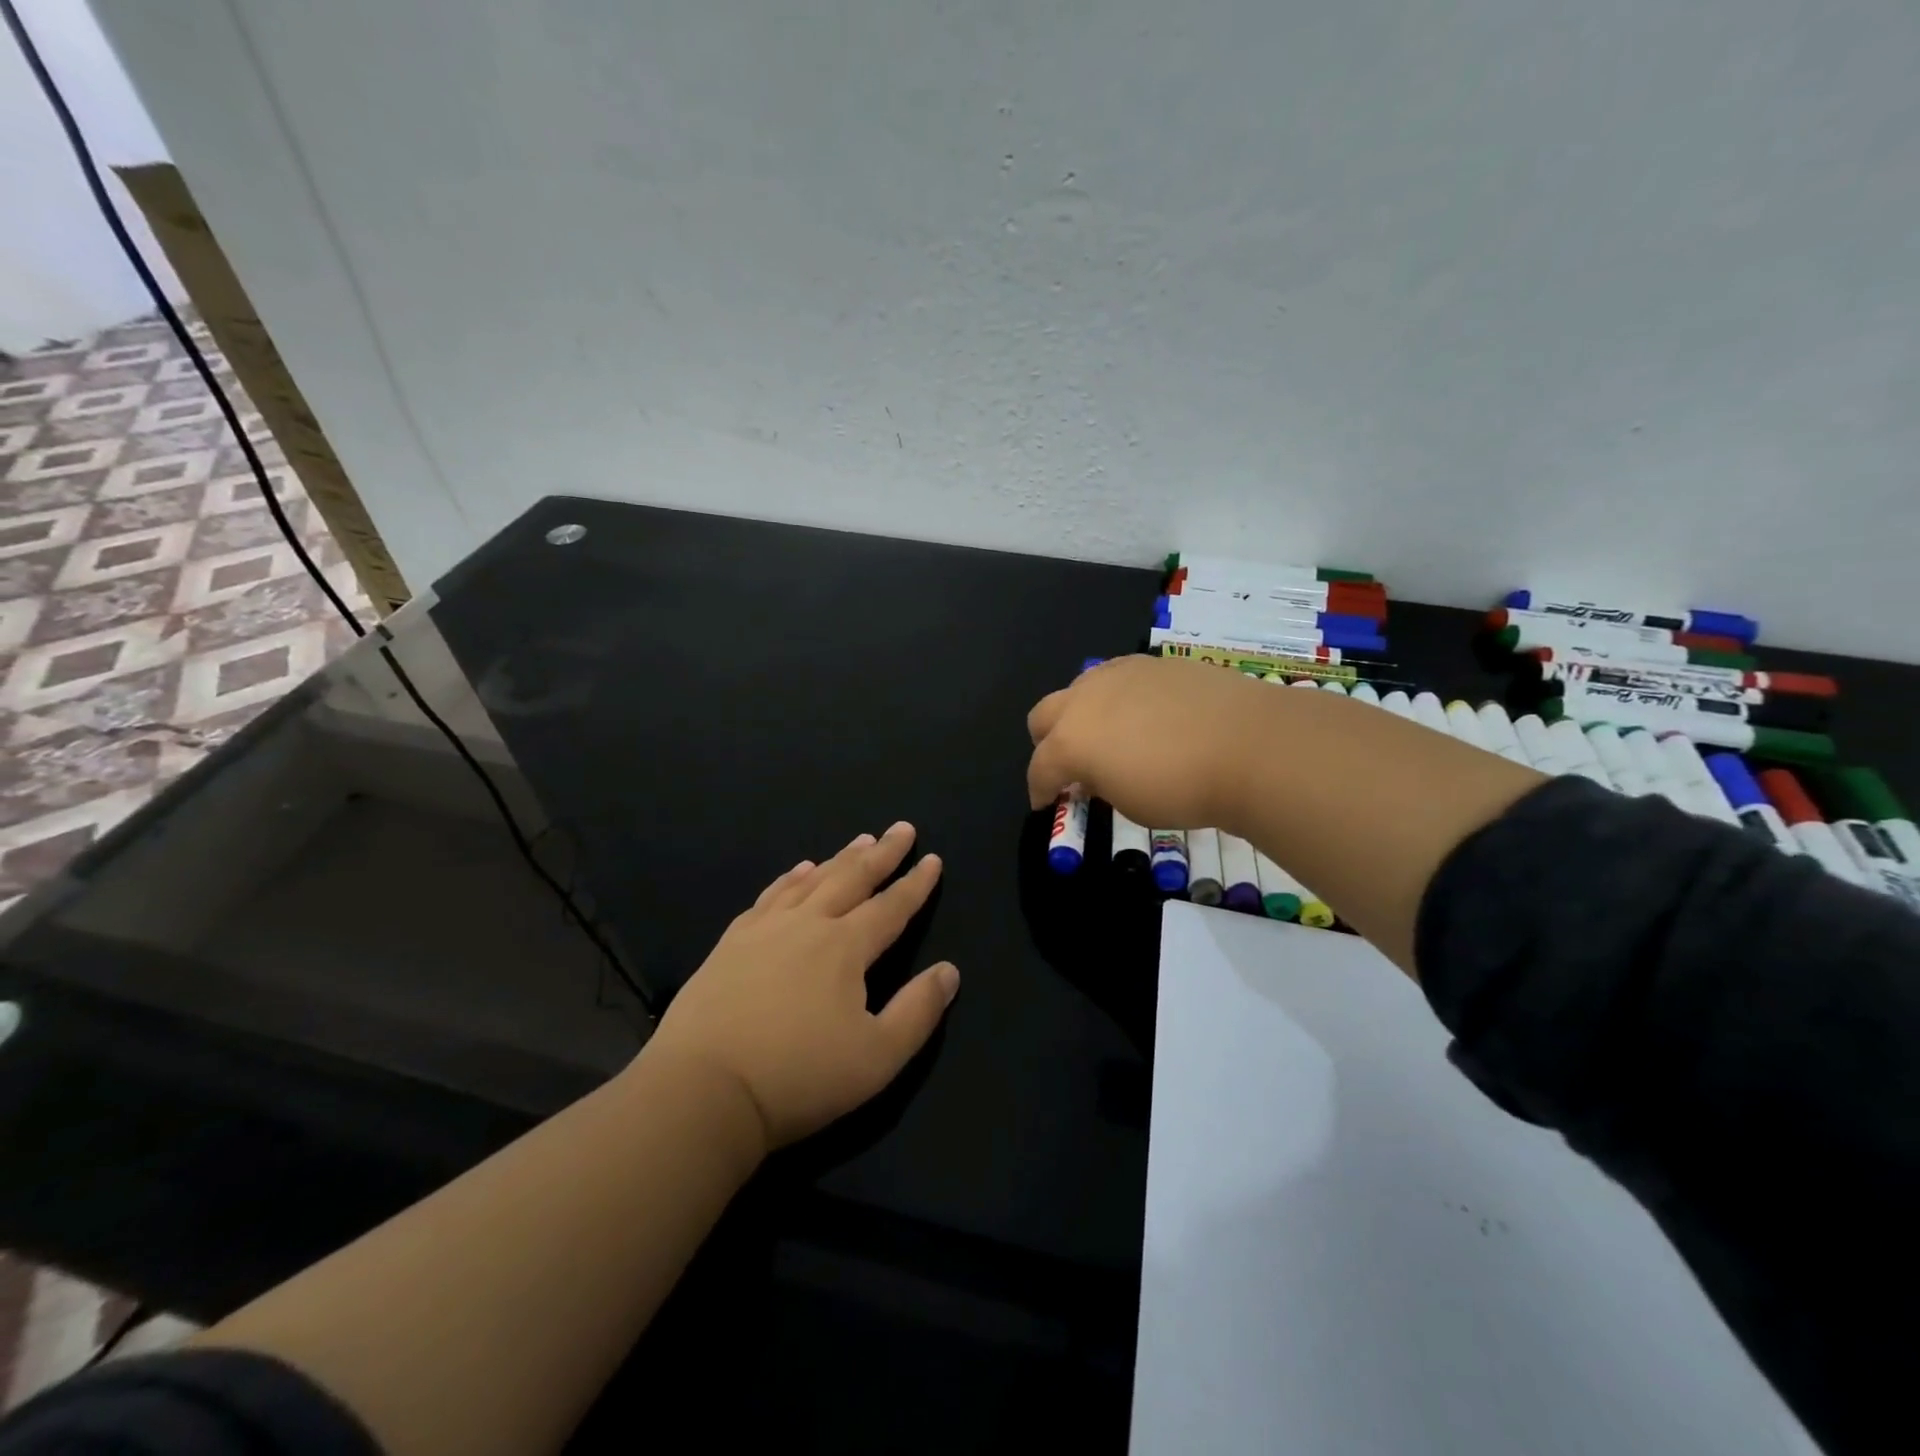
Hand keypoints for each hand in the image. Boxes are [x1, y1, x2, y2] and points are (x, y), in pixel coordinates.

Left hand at [643, 823, 958, 1153]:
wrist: (703, 1089)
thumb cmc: (799, 1077)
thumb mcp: (877, 1057)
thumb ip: (918, 1011)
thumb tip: (949, 971)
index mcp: (845, 948)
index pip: (890, 907)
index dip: (915, 884)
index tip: (932, 859)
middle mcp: (808, 924)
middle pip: (852, 879)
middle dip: (881, 853)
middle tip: (901, 829)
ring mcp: (764, 929)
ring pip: (812, 881)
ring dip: (839, 859)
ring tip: (859, 840)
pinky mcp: (731, 943)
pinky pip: (770, 896)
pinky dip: (791, 878)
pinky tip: (798, 871)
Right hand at [1026, 654, 1275, 830]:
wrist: (1249, 744)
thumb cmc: (1183, 788)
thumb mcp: (1130, 804)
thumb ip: (1100, 784)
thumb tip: (1096, 773)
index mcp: (1070, 740)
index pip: (1039, 768)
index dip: (1040, 790)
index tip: (1047, 804)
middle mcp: (1085, 699)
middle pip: (1043, 716)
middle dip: (1048, 742)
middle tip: (1071, 766)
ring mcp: (1118, 673)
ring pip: (1079, 689)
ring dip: (1081, 715)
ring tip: (1109, 737)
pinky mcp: (1152, 662)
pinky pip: (1119, 678)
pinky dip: (1118, 699)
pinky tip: (1146, 717)